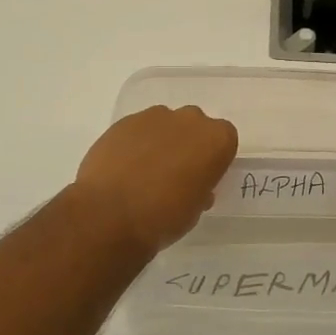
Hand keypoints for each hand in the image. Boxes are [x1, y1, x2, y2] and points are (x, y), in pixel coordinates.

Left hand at [73, 106, 238, 257]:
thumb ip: (200, 188)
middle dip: (188, 144)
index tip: (203, 177)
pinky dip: (135, 144)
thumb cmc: (164, 217)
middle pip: (195, 126)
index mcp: (216, 140)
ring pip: (165, 124)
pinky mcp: (124, 121)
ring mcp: (154, 117)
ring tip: (144, 172)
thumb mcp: (195, 210)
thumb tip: (191, 184)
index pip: (225, 139)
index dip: (214, 158)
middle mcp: (189, 120)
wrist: (110, 214)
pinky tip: (124, 168)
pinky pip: (138, 129)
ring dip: (161, 141)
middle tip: (175, 173)